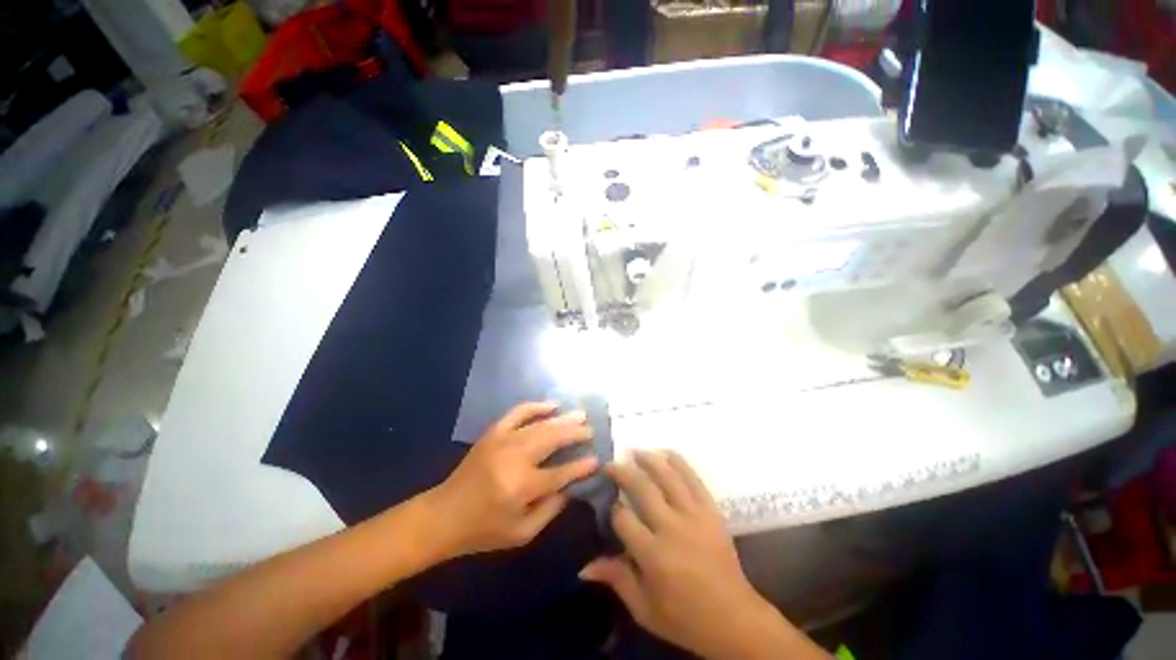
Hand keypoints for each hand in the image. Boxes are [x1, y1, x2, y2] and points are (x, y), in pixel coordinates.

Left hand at [425, 402, 597, 557]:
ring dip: (563, 419)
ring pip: (540, 424)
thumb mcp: (522, 533)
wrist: (444, 515)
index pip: (560, 472)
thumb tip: (572, 486)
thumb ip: (551, 509)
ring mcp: (503, 440)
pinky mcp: (493, 433)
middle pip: (553, 439)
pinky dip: (536, 406)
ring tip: (581, 415)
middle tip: (591, 431)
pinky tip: (551, 405)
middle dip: (576, 433)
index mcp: (521, 486)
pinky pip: (518, 412)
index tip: (596, 459)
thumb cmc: (484, 530)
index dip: (580, 466)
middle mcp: (515, 458)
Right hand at [580, 452, 797, 659]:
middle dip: (622, 472)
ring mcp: (694, 516)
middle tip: (610, 464)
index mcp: (653, 555)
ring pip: (667, 476)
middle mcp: (672, 528)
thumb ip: (616, 580)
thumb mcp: (645, 609)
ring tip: (634, 451)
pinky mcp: (712, 511)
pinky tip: (666, 452)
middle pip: (642, 488)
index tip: (608, 506)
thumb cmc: (685, 619)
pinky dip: (680, 462)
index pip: (623, 518)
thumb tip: (584, 566)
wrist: (735, 619)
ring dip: (648, 459)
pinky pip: (694, 479)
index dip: (612, 509)